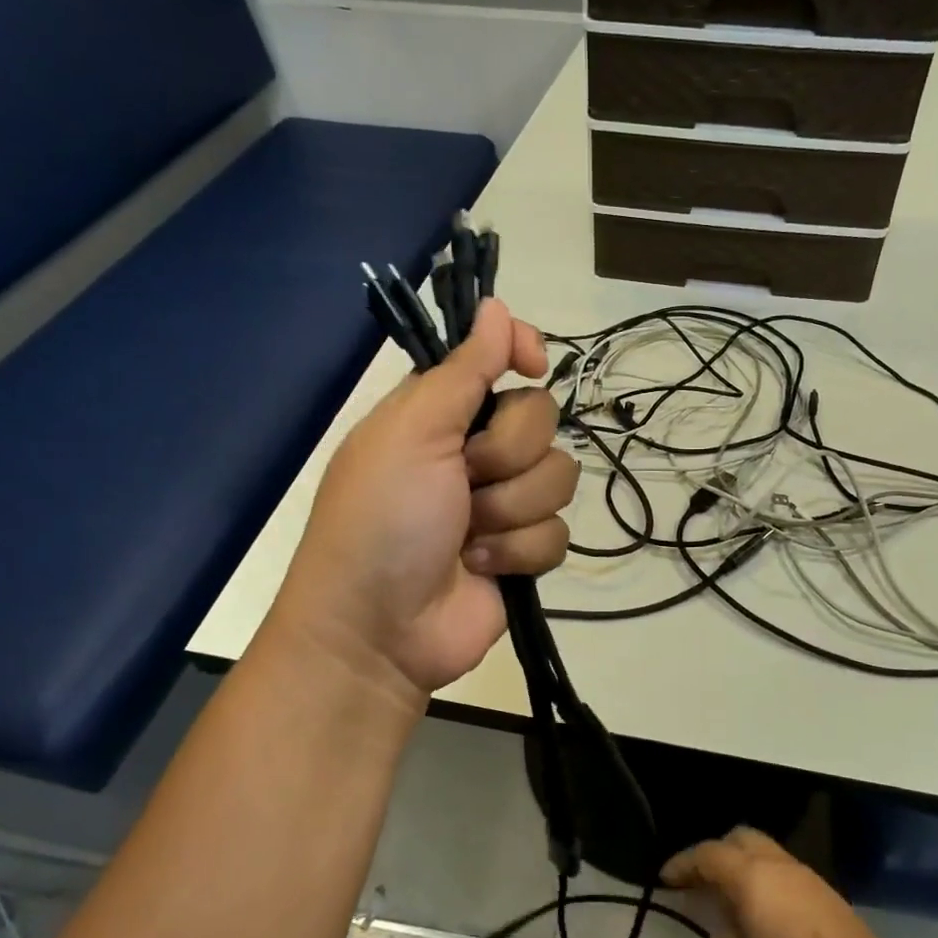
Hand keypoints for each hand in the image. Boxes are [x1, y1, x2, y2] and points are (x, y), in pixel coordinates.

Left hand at [266, 298, 578, 701]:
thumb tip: (498, 306)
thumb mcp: (412, 434)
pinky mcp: (522, 550)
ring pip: (558, 477)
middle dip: (506, 455)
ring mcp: (502, 502)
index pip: (499, 359)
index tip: (533, 363)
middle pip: (542, 419)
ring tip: (466, 536)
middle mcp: (475, 450)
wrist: (379, 631)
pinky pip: (557, 533)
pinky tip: (481, 567)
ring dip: (510, 510)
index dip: (522, 353)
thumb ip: (462, 371)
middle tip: (464, 480)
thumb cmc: (381, 520)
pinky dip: (518, 551)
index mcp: (441, 412)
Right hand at [662, 827, 911, 937]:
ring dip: (742, 867)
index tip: (664, 878)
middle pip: (740, 839)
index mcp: (752, 877)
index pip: (708, 855)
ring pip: (765, 853)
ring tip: (728, 900)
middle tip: (697, 882)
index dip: (682, 863)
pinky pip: (783, 872)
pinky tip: (763, 914)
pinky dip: (763, 881)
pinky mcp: (828, 896)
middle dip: (714, 854)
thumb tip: (726, 930)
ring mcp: (808, 877)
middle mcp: (779, 865)